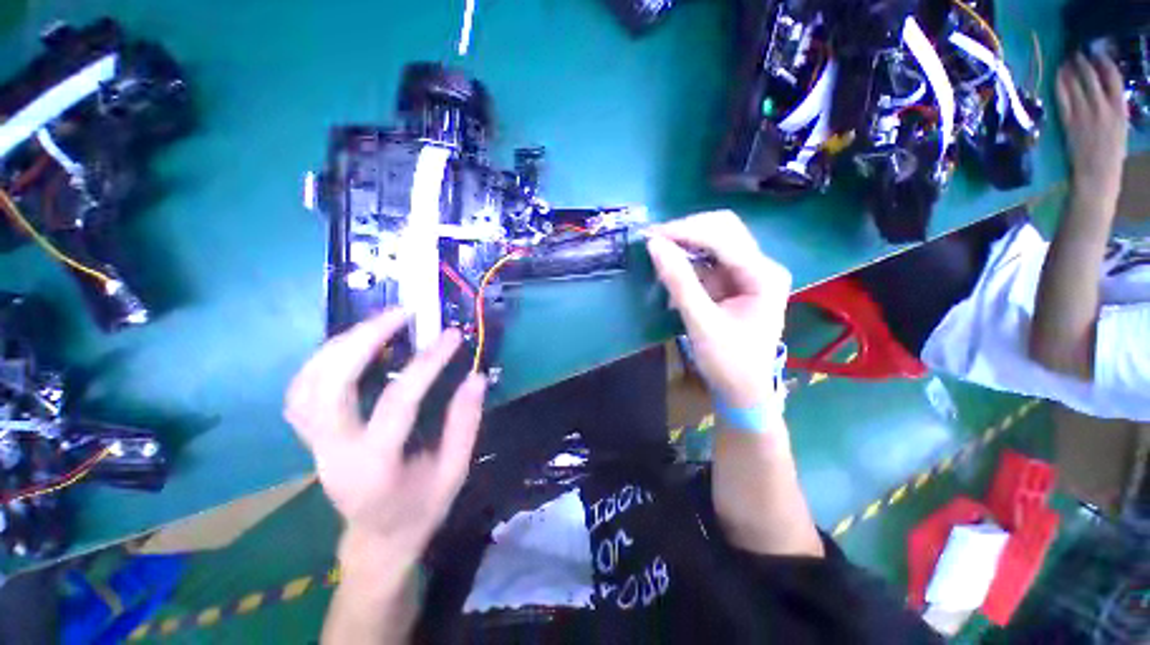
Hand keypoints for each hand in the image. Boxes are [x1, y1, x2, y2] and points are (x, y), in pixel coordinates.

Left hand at [284, 310, 486, 561]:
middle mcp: (332, 452)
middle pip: (330, 384)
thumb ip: (465, 423)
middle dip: (365, 338)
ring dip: (342, 342)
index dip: (427, 363)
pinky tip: (352, 346)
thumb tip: (476, 377)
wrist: (376, 540)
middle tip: (402, 313)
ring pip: (307, 381)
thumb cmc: (420, 510)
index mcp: (374, 467)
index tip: (452, 335)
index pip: (398, 402)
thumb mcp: (454, 471)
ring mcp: (313, 443)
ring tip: (380, 321)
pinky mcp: (310, 437)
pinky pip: (301, 389)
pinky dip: (323, 359)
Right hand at [647, 210, 791, 408]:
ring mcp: (749, 272)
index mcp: (763, 276)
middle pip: (723, 230)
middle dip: (686, 231)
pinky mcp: (735, 281)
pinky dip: (688, 259)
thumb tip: (655, 245)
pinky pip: (709, 259)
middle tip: (654, 239)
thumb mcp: (701, 323)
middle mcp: (761, 266)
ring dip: (686, 242)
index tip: (651, 236)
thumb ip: (679, 282)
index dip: (685, 231)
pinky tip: (671, 266)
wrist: (743, 390)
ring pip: (716, 240)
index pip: (723, 237)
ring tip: (658, 249)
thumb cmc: (728, 362)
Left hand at [1057, 53, 1128, 197]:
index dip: (1104, 61)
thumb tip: (1106, 88)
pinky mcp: (1069, 121)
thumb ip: (1115, 107)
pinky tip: (1058, 75)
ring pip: (1076, 83)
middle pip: (1092, 76)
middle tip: (1077, 52)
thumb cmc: (1111, 152)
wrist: (1097, 173)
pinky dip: (1060, 83)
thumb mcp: (1121, 125)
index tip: (1097, 53)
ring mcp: (1085, 113)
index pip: (1113, 77)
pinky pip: (1063, 97)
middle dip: (1084, 61)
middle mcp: (1103, 107)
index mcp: (1120, 108)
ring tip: (1066, 60)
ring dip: (1071, 69)